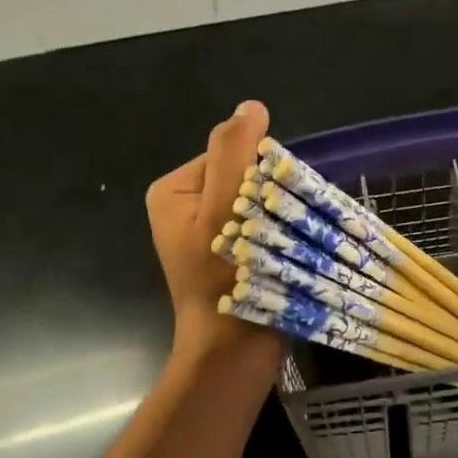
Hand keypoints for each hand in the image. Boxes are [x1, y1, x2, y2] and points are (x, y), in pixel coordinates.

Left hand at [146, 100, 285, 369]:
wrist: (233, 352)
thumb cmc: (224, 278)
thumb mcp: (223, 206)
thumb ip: (233, 152)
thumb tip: (251, 106)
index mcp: (173, 190)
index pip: (230, 153)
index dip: (260, 173)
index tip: (271, 207)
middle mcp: (183, 208)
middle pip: (243, 179)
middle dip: (268, 198)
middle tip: (279, 231)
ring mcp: (204, 235)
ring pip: (254, 205)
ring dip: (277, 219)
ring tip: (284, 246)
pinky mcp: (226, 258)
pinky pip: (258, 229)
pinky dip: (276, 238)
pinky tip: (285, 257)